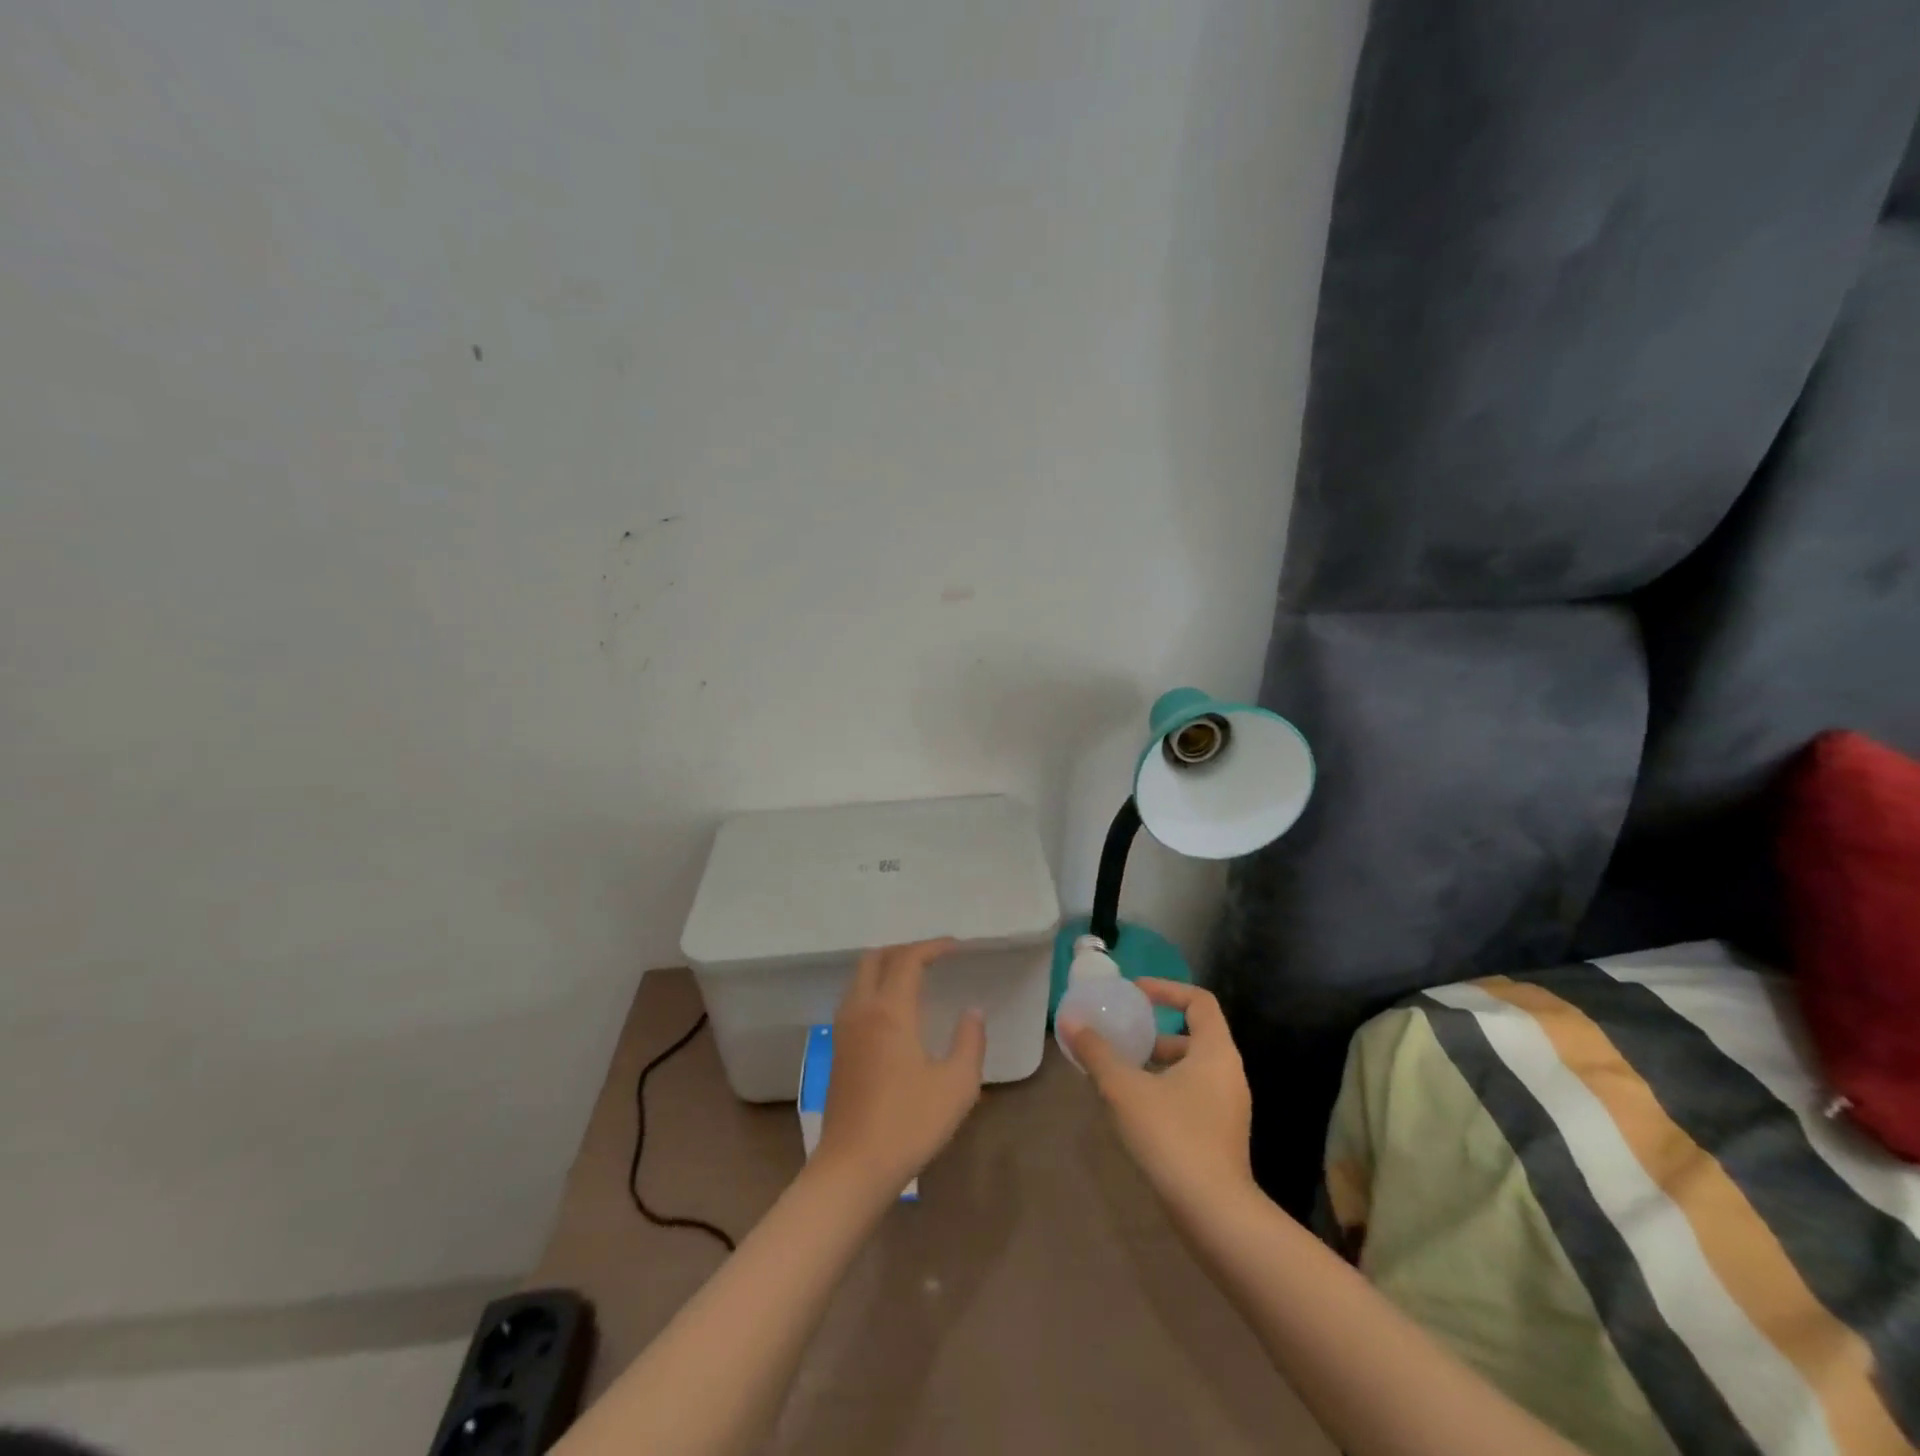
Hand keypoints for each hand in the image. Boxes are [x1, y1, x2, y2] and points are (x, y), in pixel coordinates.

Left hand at [815, 939, 986, 1199]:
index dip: (933, 946)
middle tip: (933, 958)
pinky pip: (854, 999)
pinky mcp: (837, 1050)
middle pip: (875, 957)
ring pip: (859, 977)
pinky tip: (893, 1011)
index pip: (908, 959)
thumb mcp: (957, 1085)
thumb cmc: (909, 1124)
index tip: (957, 947)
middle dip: (904, 949)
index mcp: (890, 1011)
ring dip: (886, 967)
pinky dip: (874, 987)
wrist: (853, 1168)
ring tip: (915, 979)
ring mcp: (843, 1030)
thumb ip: (969, 1041)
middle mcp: (861, 1010)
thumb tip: (972, 1011)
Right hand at [1065, 979, 1255, 1214]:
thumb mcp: (1124, 1089)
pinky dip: (1165, 1089)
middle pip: (1194, 1035)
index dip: (1167, 989)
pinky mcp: (1221, 1136)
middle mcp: (1229, 1074)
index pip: (1199, 1001)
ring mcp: (1229, 1108)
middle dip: (1156, 1032)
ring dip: (1158, 1064)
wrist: (1214, 1215)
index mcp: (1216, 1052)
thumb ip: (1097, 1052)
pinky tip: (1134, 1108)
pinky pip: (1193, 1095)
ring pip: (1191, 1069)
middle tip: (1123, 1035)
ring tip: (1120, 1072)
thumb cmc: (1172, 1137)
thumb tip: (1070, 1021)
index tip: (1135, 993)